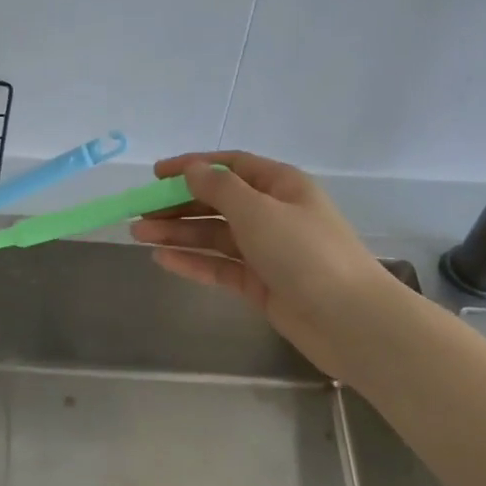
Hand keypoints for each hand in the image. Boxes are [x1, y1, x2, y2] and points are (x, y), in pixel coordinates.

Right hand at [130, 151, 390, 377]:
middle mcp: (273, 213)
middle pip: (218, 202)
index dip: (192, 166)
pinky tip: (163, 259)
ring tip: (138, 235)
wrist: (347, 319)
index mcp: (281, 185)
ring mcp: (267, 251)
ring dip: (178, 233)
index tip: (155, 175)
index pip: (230, 166)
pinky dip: (193, 262)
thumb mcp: (258, 211)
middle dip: (178, 205)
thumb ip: (219, 189)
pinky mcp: (261, 284)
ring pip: (215, 236)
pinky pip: (220, 267)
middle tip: (139, 212)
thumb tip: (192, 169)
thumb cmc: (305, 253)